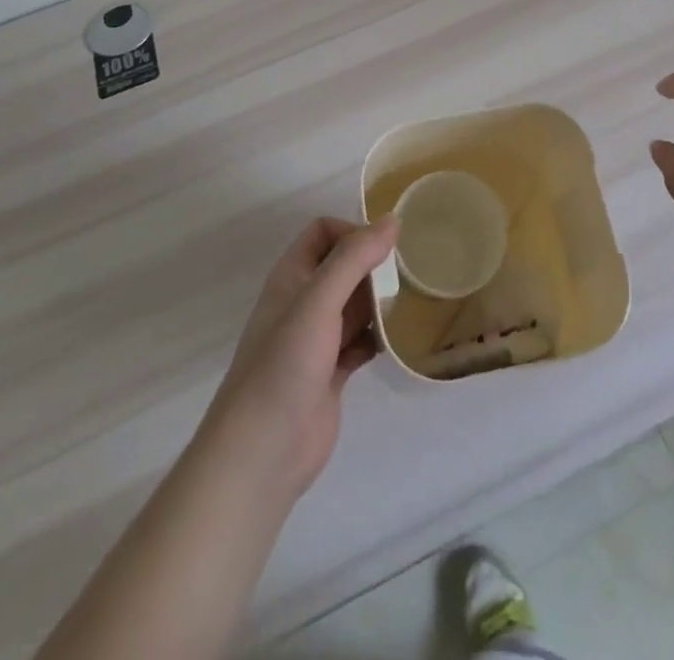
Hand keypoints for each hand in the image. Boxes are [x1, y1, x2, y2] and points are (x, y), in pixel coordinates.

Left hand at [200, 215, 398, 504]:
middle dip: (373, 267)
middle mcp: (303, 302)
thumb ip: (354, 259)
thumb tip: (392, 220)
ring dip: (380, 301)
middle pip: (344, 267)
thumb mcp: (319, 301)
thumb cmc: (285, 365)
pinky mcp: (331, 372)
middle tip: (405, 277)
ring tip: (410, 304)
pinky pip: (361, 341)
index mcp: (292, 277)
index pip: (323, 232)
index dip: (352, 232)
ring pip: (355, 304)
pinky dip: (380, 337)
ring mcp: (317, 339)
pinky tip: (400, 341)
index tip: (382, 250)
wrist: (262, 453)